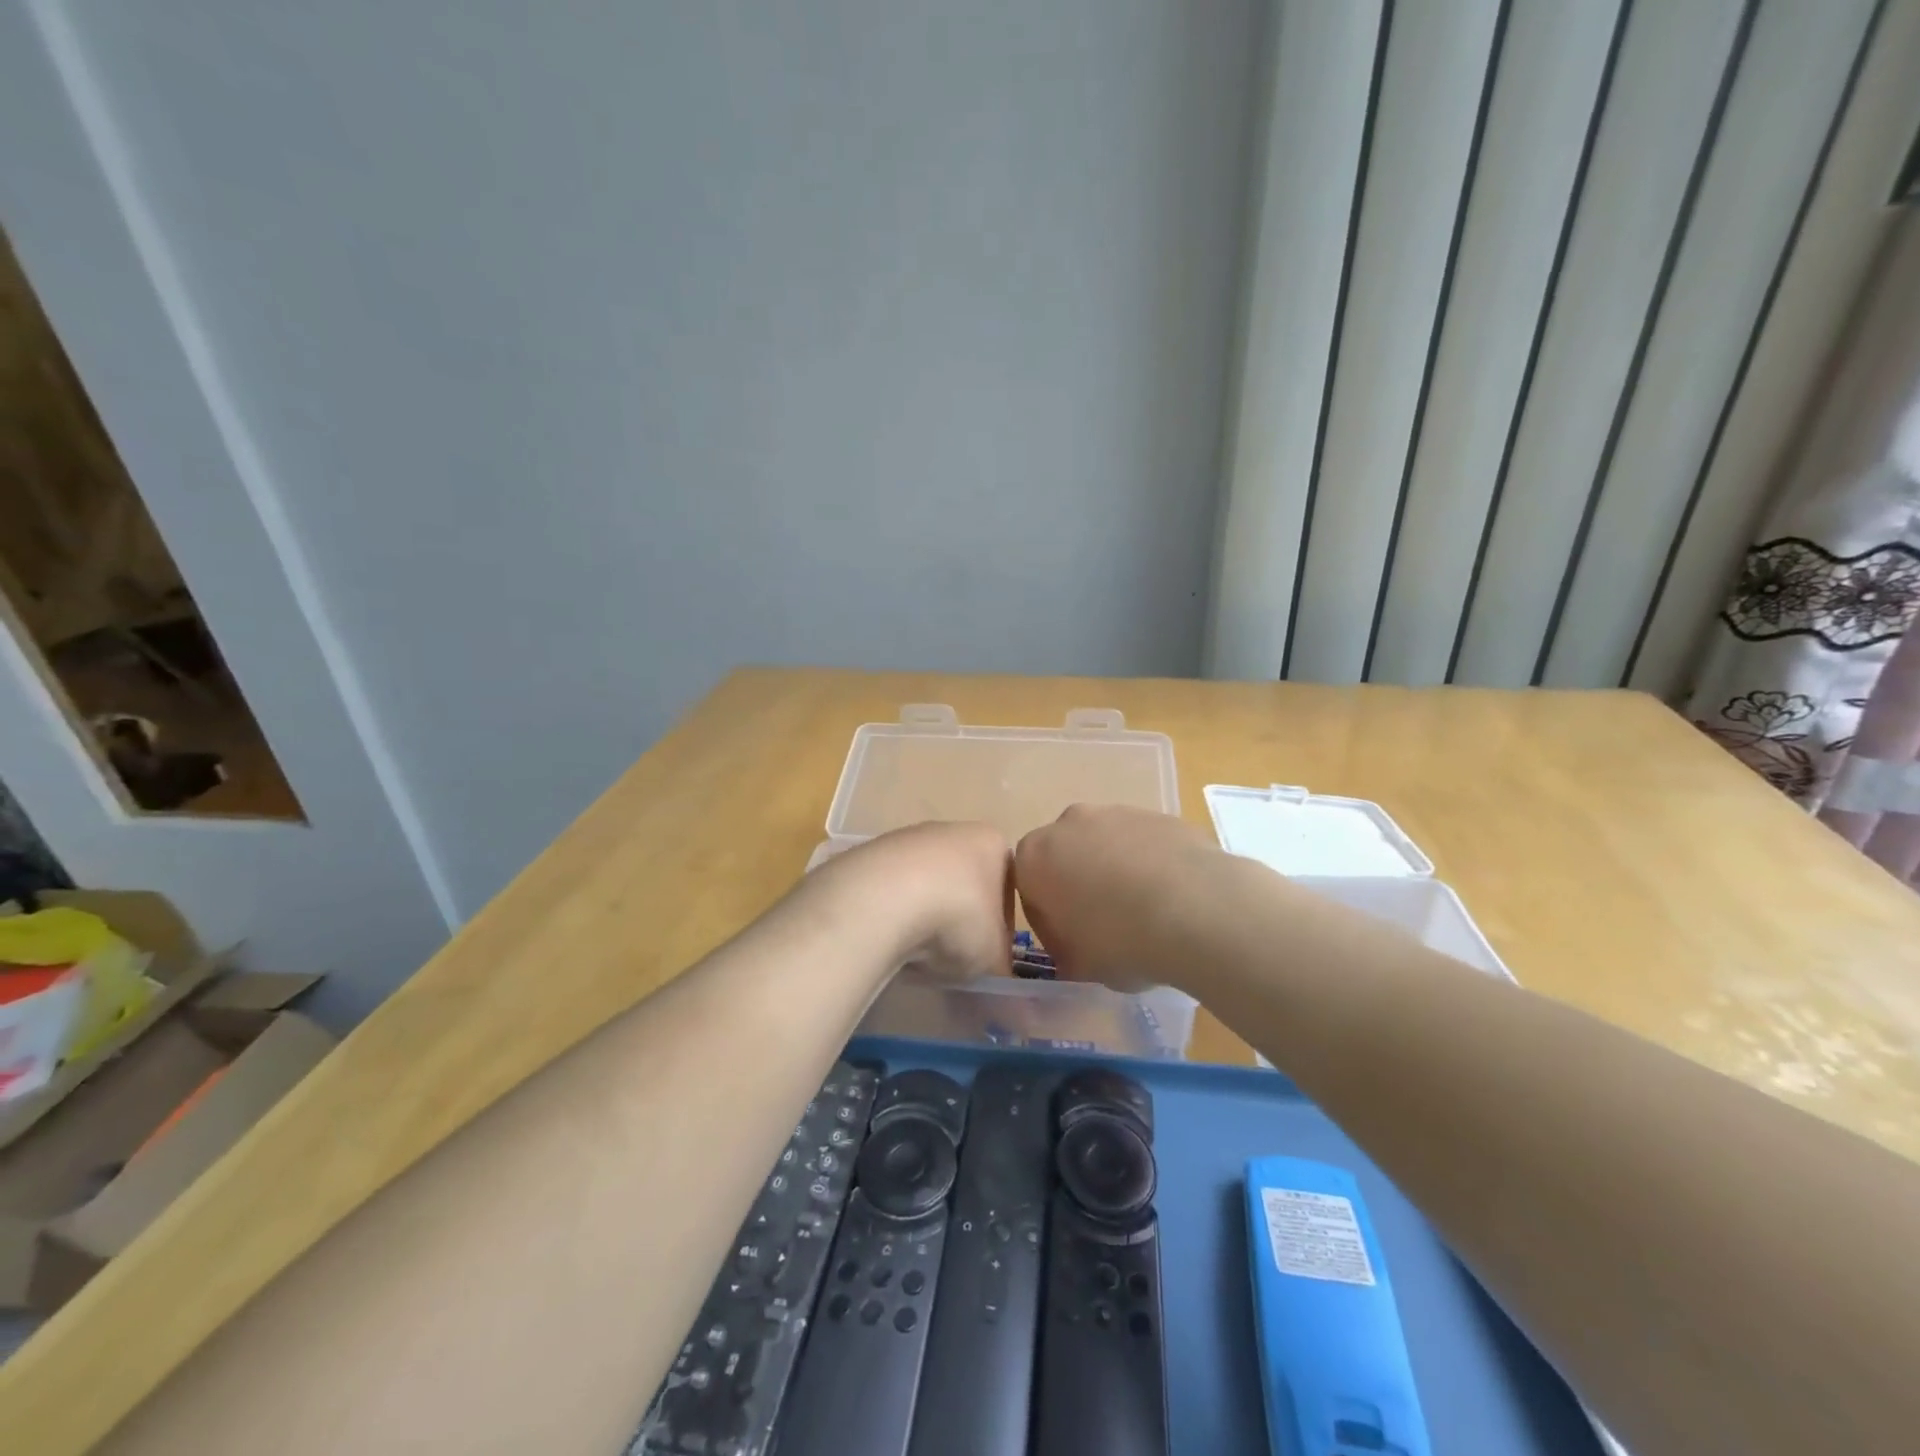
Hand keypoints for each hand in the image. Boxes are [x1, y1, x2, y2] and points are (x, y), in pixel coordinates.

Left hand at [814, 822, 1013, 981]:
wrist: (882, 899)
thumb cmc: (957, 918)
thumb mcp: (993, 957)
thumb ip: (1002, 968)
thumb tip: (1007, 988)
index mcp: (992, 843)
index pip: (1008, 884)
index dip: (1002, 923)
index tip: (991, 952)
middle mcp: (952, 830)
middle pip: (963, 880)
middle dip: (960, 915)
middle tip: (953, 954)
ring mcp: (908, 837)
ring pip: (925, 883)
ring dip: (924, 914)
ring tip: (917, 951)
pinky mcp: (870, 852)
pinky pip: (891, 889)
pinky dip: (893, 912)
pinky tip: (887, 936)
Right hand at [1015, 805, 1224, 990]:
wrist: (1196, 910)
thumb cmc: (1119, 941)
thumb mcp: (1077, 966)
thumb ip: (1065, 951)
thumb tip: (1074, 950)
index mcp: (1035, 857)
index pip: (1029, 886)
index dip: (1049, 918)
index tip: (1071, 943)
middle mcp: (1069, 823)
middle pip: (1067, 856)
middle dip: (1081, 884)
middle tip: (1106, 925)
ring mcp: (1117, 812)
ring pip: (1107, 845)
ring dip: (1118, 872)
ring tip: (1147, 913)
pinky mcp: (1159, 814)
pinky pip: (1145, 844)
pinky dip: (1152, 865)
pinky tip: (1174, 899)